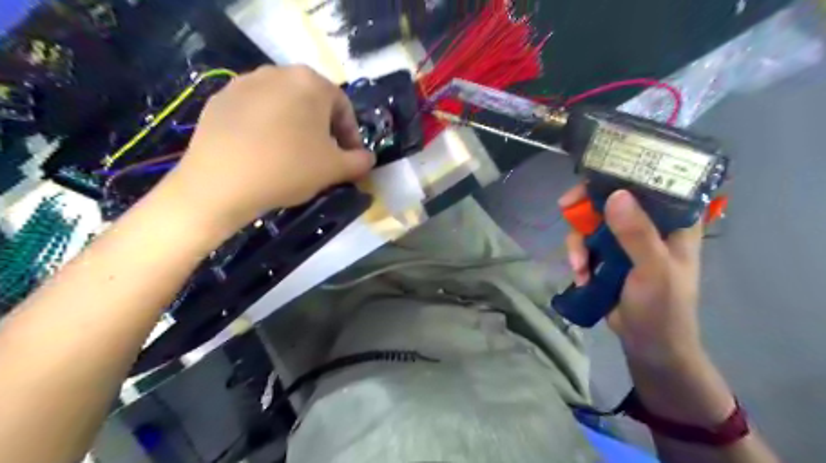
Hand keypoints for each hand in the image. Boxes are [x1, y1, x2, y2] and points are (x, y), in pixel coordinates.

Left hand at [157, 65, 375, 236]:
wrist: (221, 184)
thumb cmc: (289, 169)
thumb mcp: (336, 169)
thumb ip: (360, 161)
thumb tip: (367, 158)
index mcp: (311, 82)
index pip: (344, 107)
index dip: (352, 135)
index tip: (350, 159)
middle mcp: (277, 72)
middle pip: (313, 103)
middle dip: (324, 131)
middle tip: (324, 158)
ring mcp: (244, 83)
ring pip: (284, 106)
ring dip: (296, 128)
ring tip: (293, 156)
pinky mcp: (219, 100)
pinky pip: (256, 113)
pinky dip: (268, 130)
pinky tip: (264, 154)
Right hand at [561, 184, 702, 365]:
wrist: (648, 344)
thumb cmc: (663, 307)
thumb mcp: (653, 270)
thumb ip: (637, 234)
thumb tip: (615, 195)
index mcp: (673, 221)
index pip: (652, 182)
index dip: (624, 172)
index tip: (597, 175)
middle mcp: (648, 225)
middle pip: (611, 198)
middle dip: (586, 208)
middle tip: (566, 208)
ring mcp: (624, 240)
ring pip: (591, 222)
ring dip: (578, 243)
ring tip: (578, 268)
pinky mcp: (606, 256)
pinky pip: (584, 243)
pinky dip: (577, 258)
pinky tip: (580, 276)